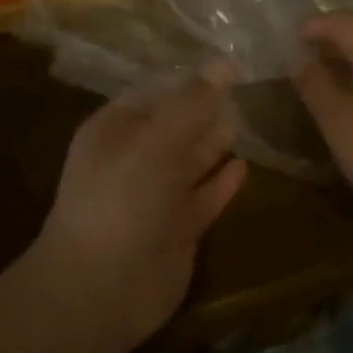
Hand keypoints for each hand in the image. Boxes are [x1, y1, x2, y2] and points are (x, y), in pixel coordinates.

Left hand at [35, 72, 248, 349]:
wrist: (102, 288)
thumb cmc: (121, 200)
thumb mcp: (154, 142)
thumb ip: (190, 104)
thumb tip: (223, 63)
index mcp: (115, 129)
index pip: (156, 93)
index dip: (190, 80)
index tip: (231, 66)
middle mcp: (133, 157)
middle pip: (176, 125)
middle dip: (206, 109)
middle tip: (249, 88)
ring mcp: (155, 195)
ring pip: (190, 160)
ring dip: (215, 142)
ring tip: (250, 118)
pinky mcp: (176, 229)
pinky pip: (203, 196)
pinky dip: (221, 183)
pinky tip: (245, 167)